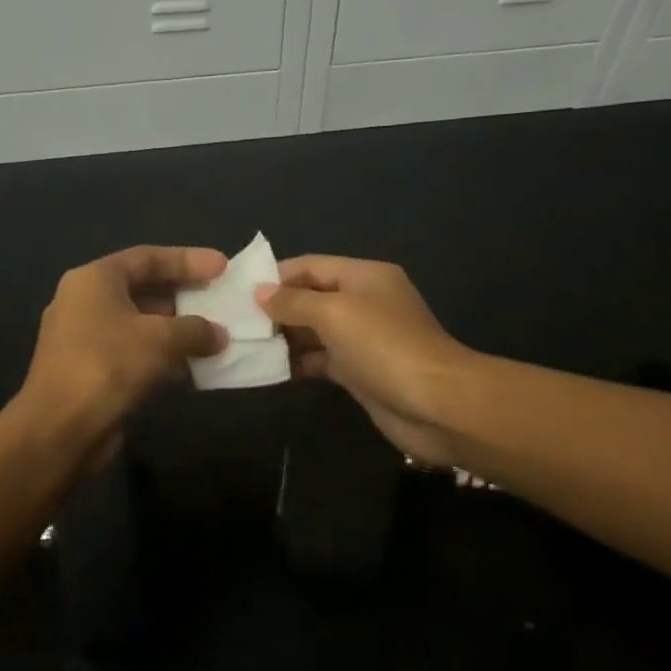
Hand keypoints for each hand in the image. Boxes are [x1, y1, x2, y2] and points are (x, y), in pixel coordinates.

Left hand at [21, 245, 228, 451]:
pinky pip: (134, 353)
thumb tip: (219, 335)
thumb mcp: (160, 339)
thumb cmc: (108, 366)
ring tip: (214, 337)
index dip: (187, 259)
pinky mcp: (91, 371)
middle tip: (219, 301)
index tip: (222, 266)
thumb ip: (195, 330)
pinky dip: (162, 357)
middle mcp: (85, 303)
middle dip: (184, 296)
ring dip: (177, 331)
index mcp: (94, 280)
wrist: (60, 428)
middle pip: (143, 289)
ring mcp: (85, 339)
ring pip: (140, 325)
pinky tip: (192, 369)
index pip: (147, 257)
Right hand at [257, 256, 471, 463]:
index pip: (312, 266)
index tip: (239, 292)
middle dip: (277, 308)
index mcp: (364, 277)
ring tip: (245, 346)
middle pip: (312, 297)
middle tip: (236, 323)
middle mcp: (364, 302)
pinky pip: (322, 359)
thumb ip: (294, 302)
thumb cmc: (383, 347)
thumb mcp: (334, 314)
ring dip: (284, 337)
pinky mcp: (360, 371)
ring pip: (315, 331)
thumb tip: (261, 293)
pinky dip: (299, 362)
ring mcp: (363, 339)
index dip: (276, 276)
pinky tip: (269, 370)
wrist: (435, 404)